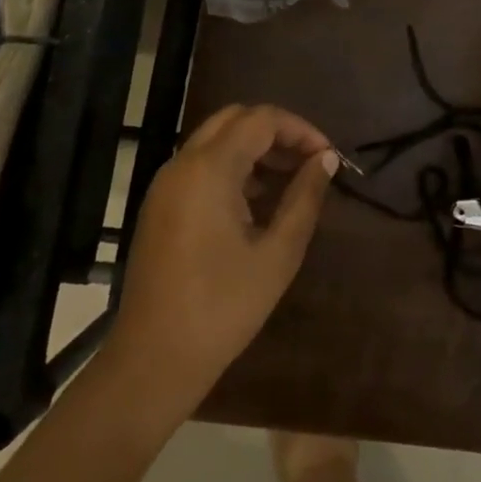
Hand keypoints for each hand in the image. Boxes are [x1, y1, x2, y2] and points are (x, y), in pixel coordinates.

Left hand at [111, 104, 338, 409]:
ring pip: (215, 140)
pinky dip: (232, 167)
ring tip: (290, 181)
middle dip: (276, 132)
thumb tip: (326, 159)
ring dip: (254, 148)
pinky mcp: (159, 206)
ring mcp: (165, 185)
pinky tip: (257, 202)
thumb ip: (304, 198)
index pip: (261, 119)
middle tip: (308, 161)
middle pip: (234, 119)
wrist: (152, 362)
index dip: (300, 129)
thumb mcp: (277, 254)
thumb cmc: (222, 308)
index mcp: (209, 169)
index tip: (327, 156)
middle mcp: (182, 164)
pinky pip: (200, 166)